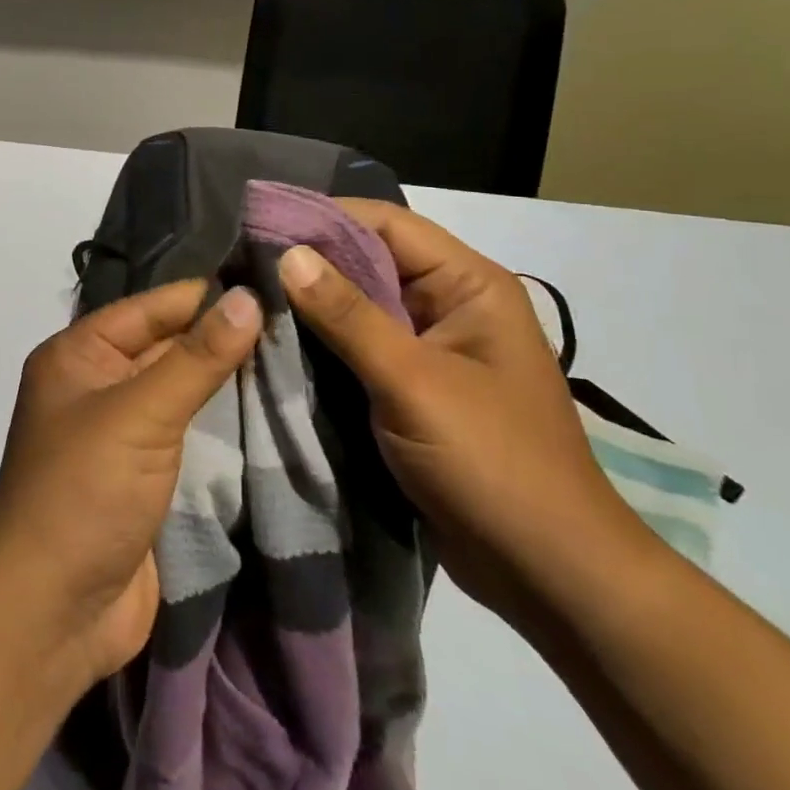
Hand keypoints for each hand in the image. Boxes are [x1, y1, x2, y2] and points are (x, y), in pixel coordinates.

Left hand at [0, 281, 261, 686]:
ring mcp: (120, 433)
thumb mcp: (140, 415)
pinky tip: (271, 408)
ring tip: (296, 354)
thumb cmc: (84, 493)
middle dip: (222, 335)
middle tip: (296, 317)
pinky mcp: (144, 476)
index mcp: (78, 355)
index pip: (150, 307)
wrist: (53, 614)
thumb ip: (197, 358)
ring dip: (227, 379)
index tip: (271, 279)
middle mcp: (96, 385)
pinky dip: (222, 423)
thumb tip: (248, 297)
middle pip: (166, 345)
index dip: (206, 294)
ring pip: (180, 390)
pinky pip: (187, 433)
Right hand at [278, 203, 656, 629]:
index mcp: (469, 285)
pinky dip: (322, 342)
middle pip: (370, 261)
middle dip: (309, 260)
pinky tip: (276, 340)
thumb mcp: (413, 383)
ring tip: (248, 294)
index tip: (259, 221)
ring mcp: (432, 347)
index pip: (386, 224)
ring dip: (311, 303)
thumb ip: (348, 316)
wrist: (549, 573)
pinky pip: (361, 346)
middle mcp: (450, 304)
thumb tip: (288, 253)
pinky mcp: (414, 386)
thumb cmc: (492, 463)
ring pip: (360, 305)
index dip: (323, 217)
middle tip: (240, 259)